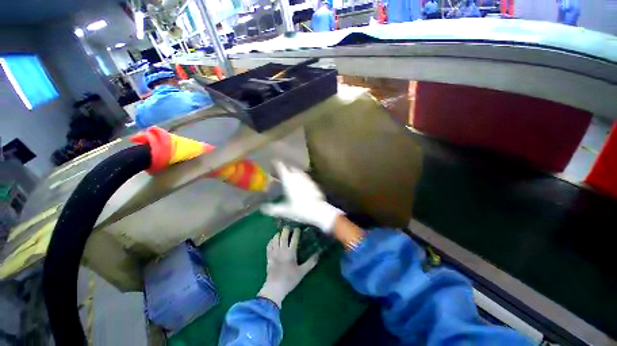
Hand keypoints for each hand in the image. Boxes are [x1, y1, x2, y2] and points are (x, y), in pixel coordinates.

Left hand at [257, 227, 318, 307]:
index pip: (294, 238)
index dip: (296, 231)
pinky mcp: (268, 256)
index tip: (298, 229)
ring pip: (275, 238)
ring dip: (279, 233)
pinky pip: (269, 244)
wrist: (274, 288)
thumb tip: (318, 254)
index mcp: (291, 252)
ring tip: (282, 233)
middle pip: (284, 235)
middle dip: (287, 229)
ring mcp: (274, 252)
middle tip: (290, 228)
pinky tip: (274, 240)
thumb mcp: (302, 272)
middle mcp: (282, 249)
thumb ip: (311, 262)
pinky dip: (272, 240)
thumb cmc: (290, 279)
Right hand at [261, 161, 342, 232]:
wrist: (318, 211)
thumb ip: (272, 209)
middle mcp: (297, 176)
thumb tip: (262, 208)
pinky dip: (300, 176)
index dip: (276, 163)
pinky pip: (305, 176)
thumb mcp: (284, 210)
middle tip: (281, 169)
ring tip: (290, 174)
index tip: (273, 161)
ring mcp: (306, 178)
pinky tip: (300, 182)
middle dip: (285, 166)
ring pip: (298, 170)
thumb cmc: (299, 209)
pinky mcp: (313, 182)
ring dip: (293, 170)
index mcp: (288, 179)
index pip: (281, 167)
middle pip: (290, 166)